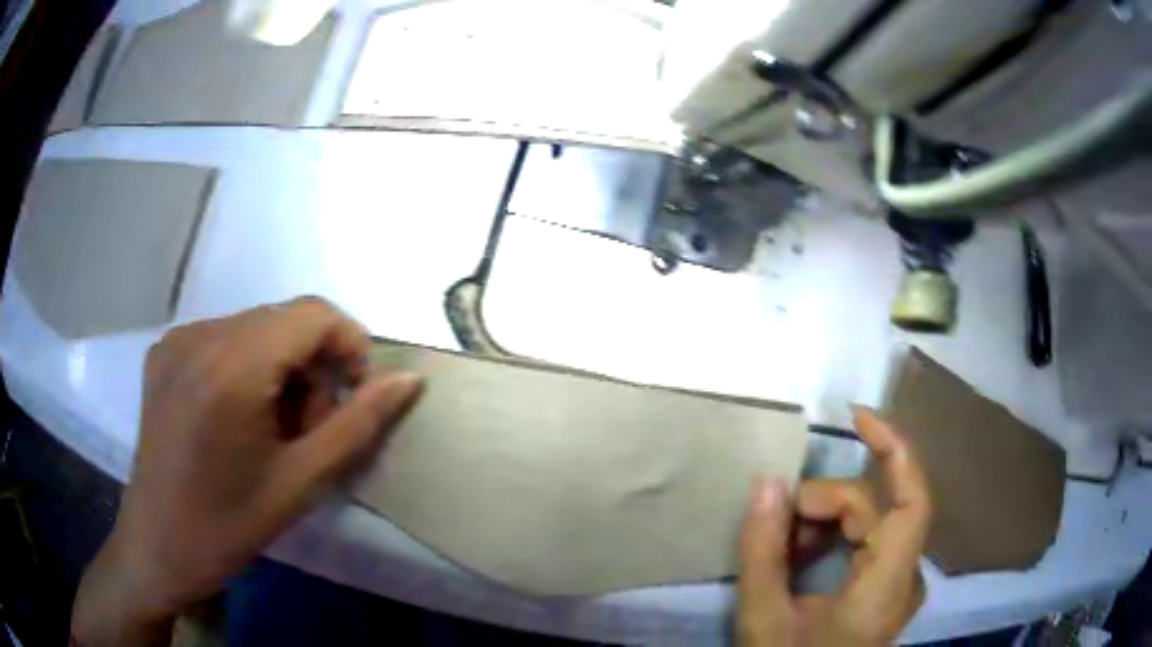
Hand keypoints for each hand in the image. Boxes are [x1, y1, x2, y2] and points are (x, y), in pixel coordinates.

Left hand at [72, 297, 421, 645]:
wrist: (158, 544)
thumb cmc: (229, 525)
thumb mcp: (301, 482)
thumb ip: (358, 424)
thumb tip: (408, 380)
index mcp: (232, 366)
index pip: (313, 314)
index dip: (348, 346)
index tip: (353, 398)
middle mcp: (200, 335)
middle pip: (284, 321)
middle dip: (312, 369)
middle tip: (309, 433)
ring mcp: (177, 340)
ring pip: (255, 329)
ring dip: (280, 370)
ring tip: (273, 431)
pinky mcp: (164, 352)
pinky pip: (224, 339)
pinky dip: (247, 368)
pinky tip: (237, 420)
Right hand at [737, 408, 931, 646]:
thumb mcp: (764, 619)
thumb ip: (763, 552)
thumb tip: (766, 482)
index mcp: (887, 586)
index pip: (913, 501)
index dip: (895, 449)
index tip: (857, 417)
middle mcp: (904, 577)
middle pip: (877, 509)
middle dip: (824, 504)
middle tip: (774, 521)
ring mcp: (898, 582)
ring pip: (870, 524)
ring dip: (823, 524)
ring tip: (780, 545)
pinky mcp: (886, 587)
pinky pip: (866, 543)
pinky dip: (830, 540)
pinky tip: (797, 557)